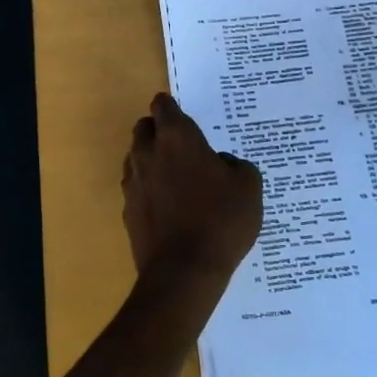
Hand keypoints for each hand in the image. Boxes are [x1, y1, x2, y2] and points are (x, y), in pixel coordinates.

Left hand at [122, 93, 263, 292]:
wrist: (184, 271)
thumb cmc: (221, 220)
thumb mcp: (248, 187)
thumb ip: (235, 165)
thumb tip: (221, 164)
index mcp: (177, 138)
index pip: (163, 105)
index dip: (172, 107)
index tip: (184, 116)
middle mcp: (148, 153)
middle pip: (144, 128)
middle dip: (158, 130)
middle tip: (181, 145)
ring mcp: (133, 182)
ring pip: (135, 157)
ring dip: (151, 159)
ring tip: (176, 178)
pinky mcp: (127, 210)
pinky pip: (135, 188)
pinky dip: (147, 189)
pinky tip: (167, 206)